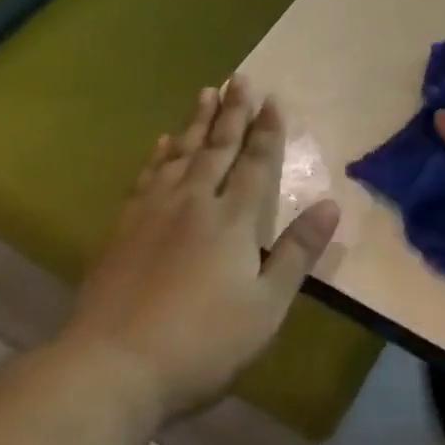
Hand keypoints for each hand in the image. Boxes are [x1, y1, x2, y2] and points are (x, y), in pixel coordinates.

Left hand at [61, 77, 339, 422]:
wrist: (113, 366)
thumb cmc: (202, 342)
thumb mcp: (266, 306)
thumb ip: (297, 252)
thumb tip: (331, 205)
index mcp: (233, 219)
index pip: (256, 163)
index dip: (267, 131)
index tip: (273, 99)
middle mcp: (195, 202)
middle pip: (218, 147)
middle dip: (233, 112)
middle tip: (239, 78)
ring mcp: (154, 212)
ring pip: (181, 153)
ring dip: (196, 122)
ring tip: (205, 93)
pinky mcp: (124, 228)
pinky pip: (146, 176)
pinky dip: (158, 155)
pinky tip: (162, 142)